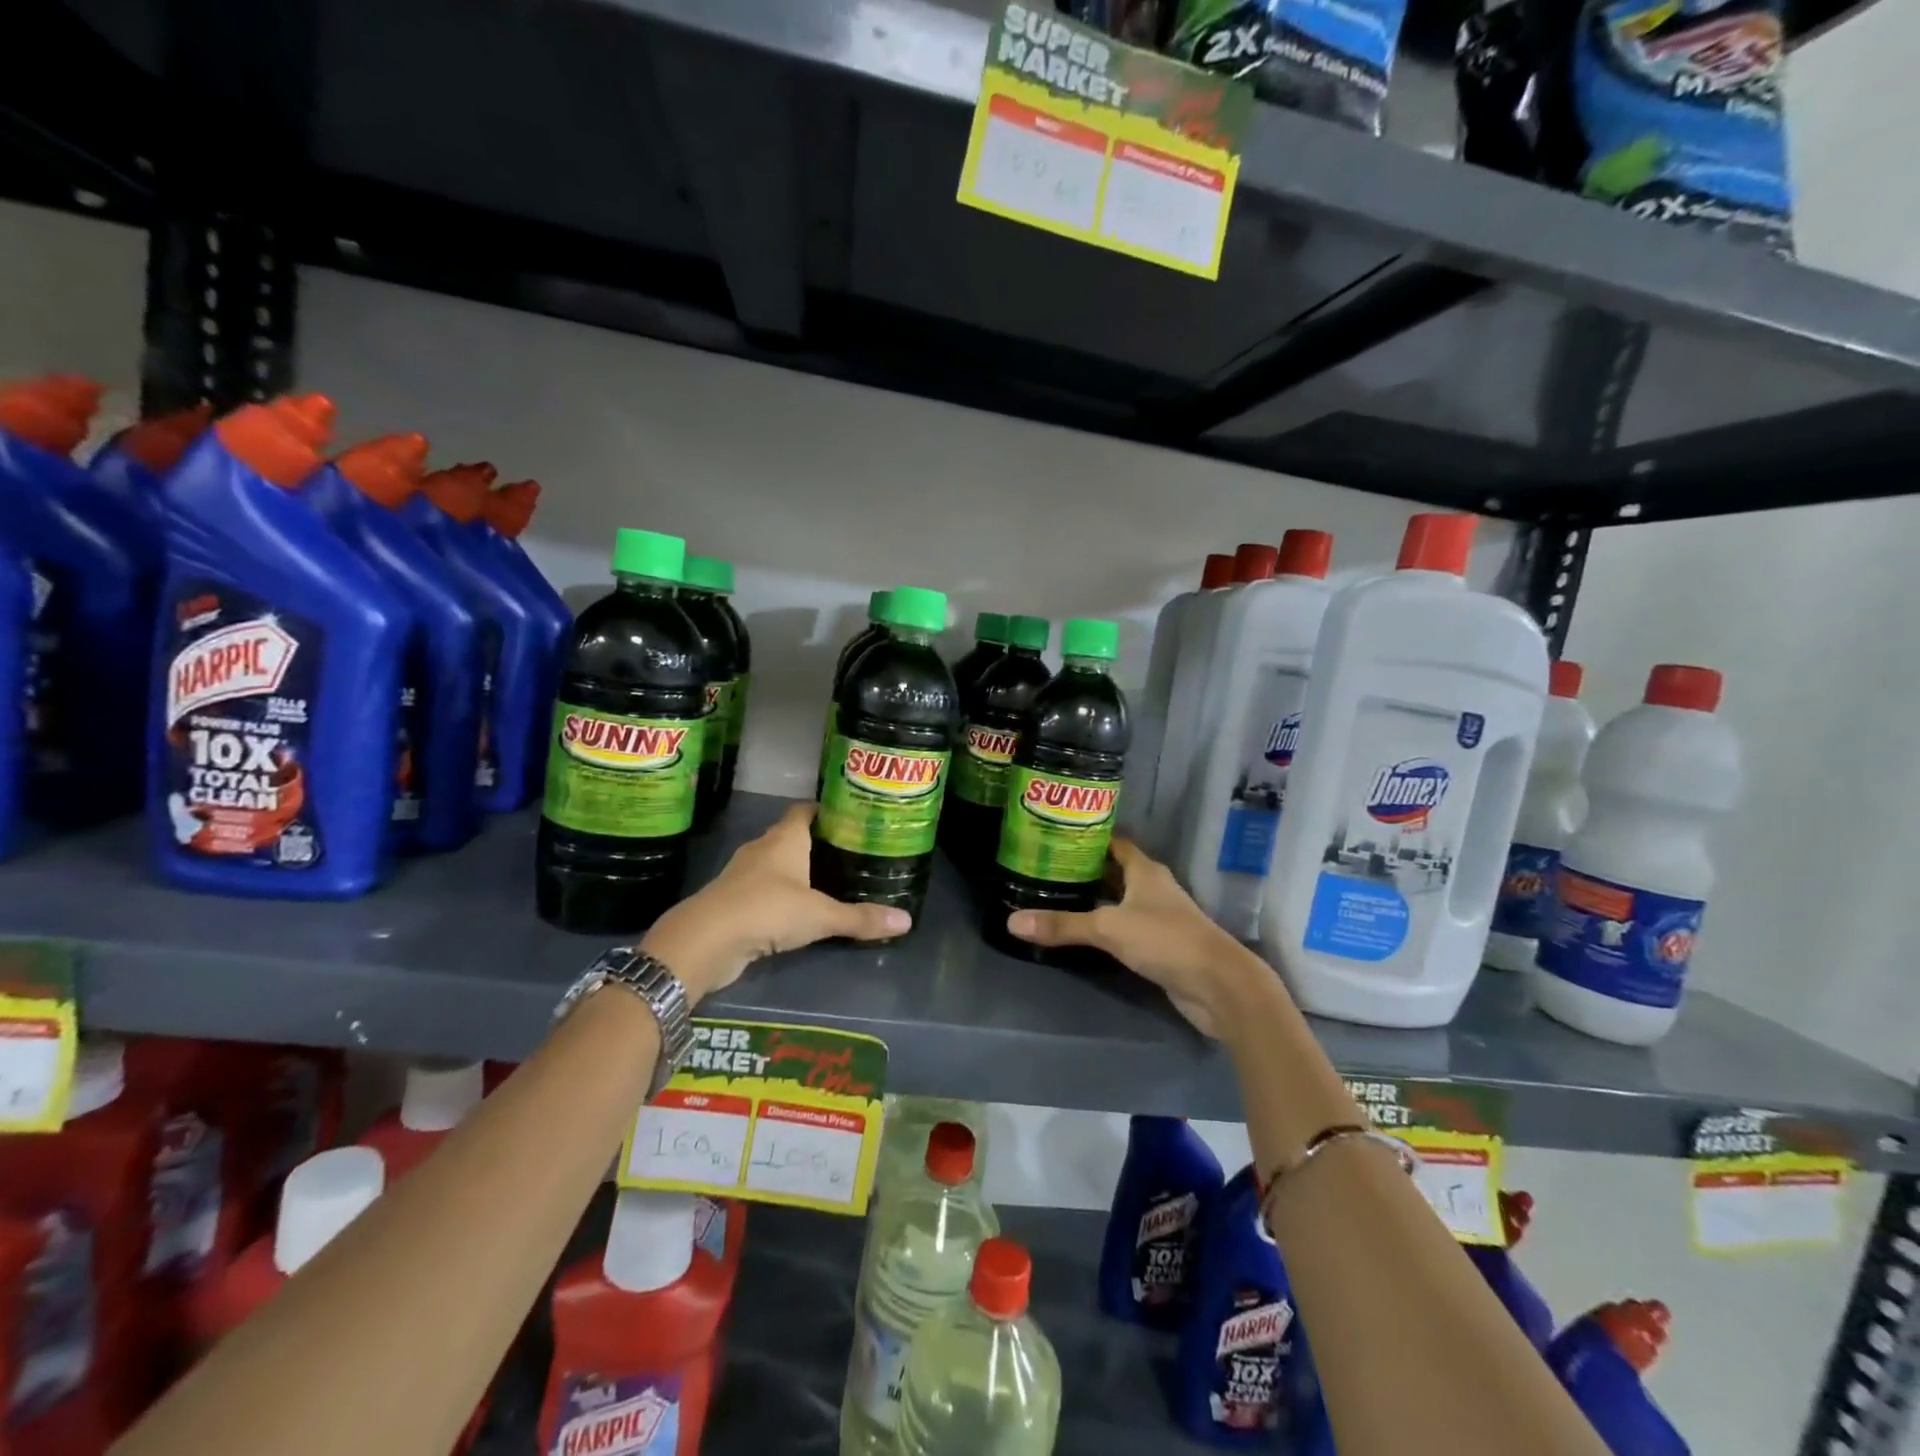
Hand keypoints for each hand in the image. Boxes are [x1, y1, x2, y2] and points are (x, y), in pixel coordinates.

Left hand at [641, 803, 908, 1002]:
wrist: (705, 941)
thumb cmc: (767, 910)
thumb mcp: (821, 915)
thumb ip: (860, 918)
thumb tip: (907, 920)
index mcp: (784, 839)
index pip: (805, 811)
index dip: (825, 810)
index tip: (849, 816)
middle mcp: (762, 849)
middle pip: (791, 836)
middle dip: (817, 843)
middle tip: (849, 852)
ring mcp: (743, 875)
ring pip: (776, 865)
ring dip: (797, 871)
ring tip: (829, 881)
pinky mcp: (733, 902)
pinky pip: (763, 891)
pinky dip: (781, 897)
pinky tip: (799, 911)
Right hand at [1004, 838, 1254, 1036]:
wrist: (1218, 986)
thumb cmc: (1166, 940)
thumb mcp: (1109, 929)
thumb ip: (1063, 925)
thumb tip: (1012, 922)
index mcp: (1145, 871)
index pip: (1115, 842)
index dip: (1089, 837)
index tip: (1057, 836)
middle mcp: (1153, 888)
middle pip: (1115, 871)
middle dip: (1085, 869)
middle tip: (1046, 867)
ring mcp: (1159, 917)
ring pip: (1120, 900)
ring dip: (1095, 899)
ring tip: (1055, 896)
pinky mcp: (1160, 945)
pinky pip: (1125, 928)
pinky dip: (1105, 926)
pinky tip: (1081, 932)